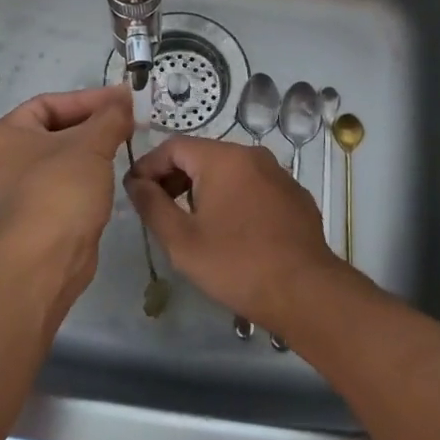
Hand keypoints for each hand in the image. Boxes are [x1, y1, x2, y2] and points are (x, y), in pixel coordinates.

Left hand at [0, 85, 133, 305]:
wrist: (45, 261)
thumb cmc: (60, 191)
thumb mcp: (91, 144)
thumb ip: (110, 117)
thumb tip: (124, 99)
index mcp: (4, 135)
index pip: (48, 103)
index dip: (88, 99)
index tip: (122, 101)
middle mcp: (2, 161)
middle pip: (53, 130)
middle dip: (92, 124)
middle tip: (127, 122)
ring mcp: (15, 193)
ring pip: (59, 160)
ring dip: (91, 150)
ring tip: (124, 144)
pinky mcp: (33, 218)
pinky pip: (62, 185)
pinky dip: (85, 177)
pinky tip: (110, 176)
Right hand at [124, 136, 345, 337]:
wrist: (305, 292)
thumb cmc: (236, 264)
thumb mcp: (181, 240)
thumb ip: (152, 205)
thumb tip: (136, 182)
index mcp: (223, 158)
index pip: (173, 146)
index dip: (149, 166)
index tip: (134, 192)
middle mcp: (253, 155)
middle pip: (202, 155)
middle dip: (175, 178)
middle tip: (158, 209)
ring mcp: (278, 174)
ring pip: (229, 171)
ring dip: (204, 189)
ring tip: (191, 222)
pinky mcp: (294, 196)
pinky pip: (253, 187)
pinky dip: (233, 199)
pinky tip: (230, 231)